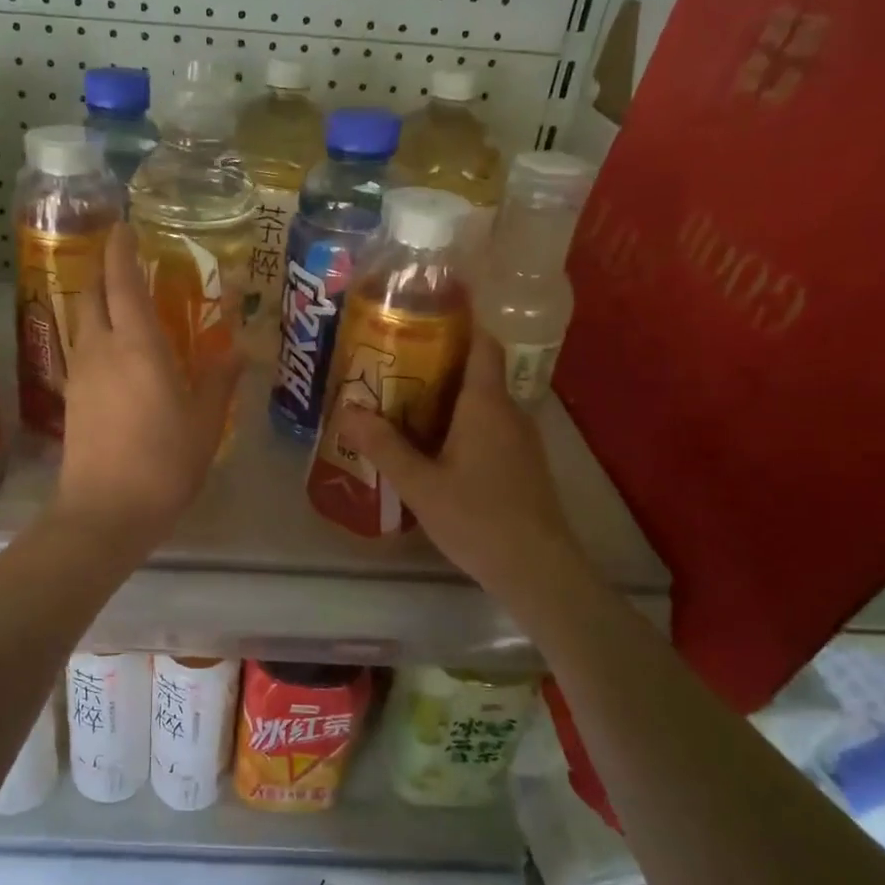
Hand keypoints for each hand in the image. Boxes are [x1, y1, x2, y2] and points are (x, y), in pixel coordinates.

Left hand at [53, 224, 241, 551]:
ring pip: (83, 321)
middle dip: (104, 270)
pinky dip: (97, 334)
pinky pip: (82, 349)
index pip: (121, 281)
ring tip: (125, 304)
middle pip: (92, 294)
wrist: (105, 511)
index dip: (121, 250)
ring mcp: (80, 373)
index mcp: (137, 345)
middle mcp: (101, 349)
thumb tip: (239, 350)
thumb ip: (220, 380)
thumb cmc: (163, 463)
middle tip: (128, 264)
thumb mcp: (204, 422)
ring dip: (98, 303)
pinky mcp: (71, 398)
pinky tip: (116, 352)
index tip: (125, 227)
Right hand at [336, 331, 576, 600]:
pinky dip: (459, 423)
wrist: (538, 569)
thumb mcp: (420, 484)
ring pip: (481, 402)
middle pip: (476, 371)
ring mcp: (520, 439)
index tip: (424, 314)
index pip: (482, 343)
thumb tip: (346, 410)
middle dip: (437, 362)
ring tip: (401, 402)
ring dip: (446, 396)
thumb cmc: (478, 518)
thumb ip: (383, 446)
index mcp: (486, 404)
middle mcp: (508, 411)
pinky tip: (431, 445)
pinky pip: (487, 426)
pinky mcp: (521, 463)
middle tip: (391, 364)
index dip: (459, 322)